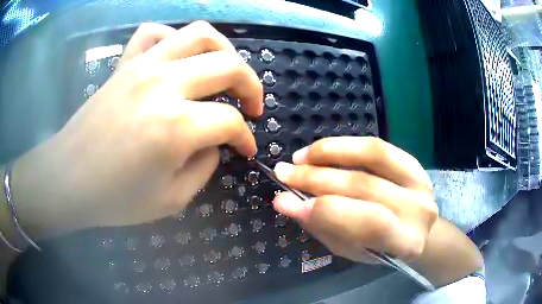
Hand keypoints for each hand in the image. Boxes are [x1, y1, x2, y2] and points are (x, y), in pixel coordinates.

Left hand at [11, 22, 262, 237]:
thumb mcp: (171, 200)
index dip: (245, 137)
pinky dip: (173, 38)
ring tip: (226, 69)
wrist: (67, 179)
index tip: (247, 149)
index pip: (230, 122)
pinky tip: (177, 57)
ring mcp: (142, 67)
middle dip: (252, 86)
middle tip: (253, 106)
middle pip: (228, 66)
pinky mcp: (124, 64)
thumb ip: (203, 167)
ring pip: (199, 34)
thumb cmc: (114, 199)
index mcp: (176, 127)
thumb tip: (216, 143)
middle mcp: (163, 85)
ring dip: (224, 50)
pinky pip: (154, 33)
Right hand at [272, 137, 436, 261]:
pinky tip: (321, 150)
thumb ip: (323, 226)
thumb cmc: (381, 249)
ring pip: (372, 155)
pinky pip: (377, 146)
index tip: (285, 200)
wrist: (416, 231)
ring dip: (330, 153)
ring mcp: (420, 180)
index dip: (324, 210)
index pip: (368, 222)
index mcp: (407, 241)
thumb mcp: (351, 250)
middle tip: (282, 173)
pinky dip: (346, 145)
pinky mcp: (413, 162)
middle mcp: (419, 208)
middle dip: (316, 178)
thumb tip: (286, 201)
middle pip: (364, 185)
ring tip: (300, 157)